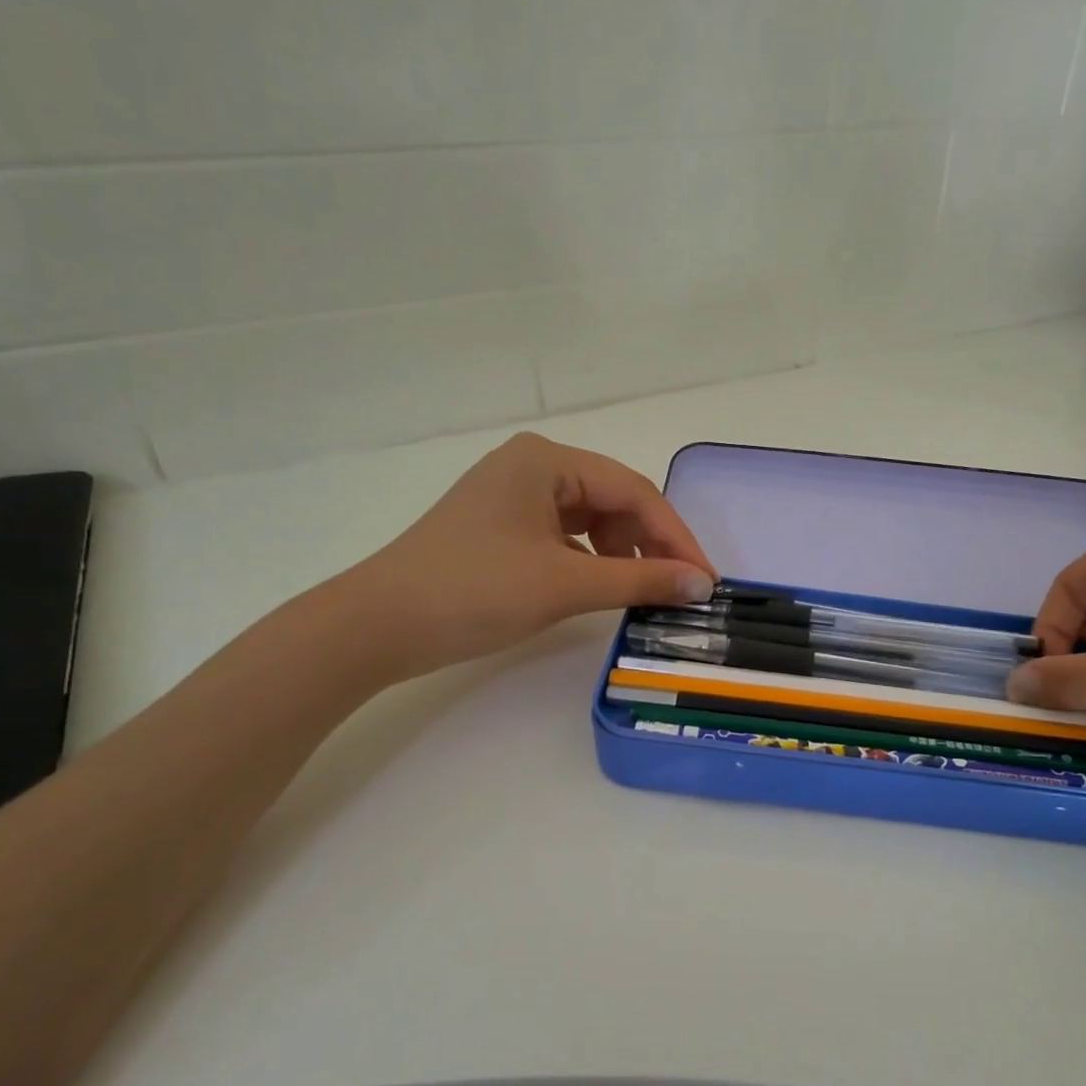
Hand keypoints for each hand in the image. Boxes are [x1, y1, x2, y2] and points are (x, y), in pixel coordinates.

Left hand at [332, 433, 716, 682]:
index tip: (706, 581)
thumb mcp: (565, 585)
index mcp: (547, 459)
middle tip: (679, 591)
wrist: (378, 625)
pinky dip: (592, 561)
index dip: (676, 538)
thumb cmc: (475, 592)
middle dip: (650, 546)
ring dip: (623, 555)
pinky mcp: (503, 526)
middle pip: (615, 501)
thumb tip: (702, 584)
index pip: (634, 493)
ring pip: (592, 520)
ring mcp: (514, 495)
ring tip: (643, 593)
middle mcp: (533, 465)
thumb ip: (640, 581)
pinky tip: (602, 587)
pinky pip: (566, 536)